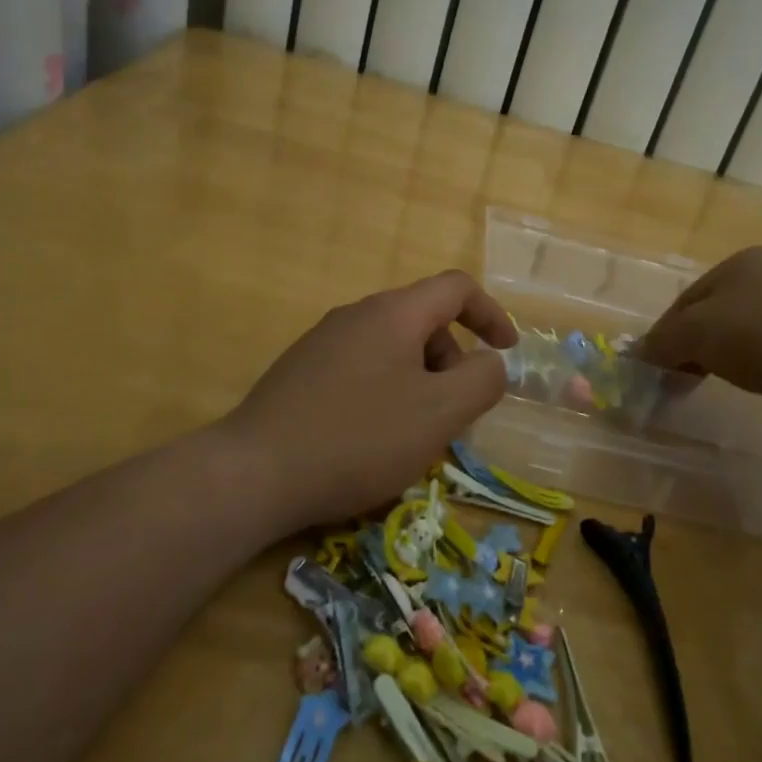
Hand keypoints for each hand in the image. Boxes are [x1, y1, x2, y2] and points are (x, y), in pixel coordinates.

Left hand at [224, 270, 516, 527]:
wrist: (255, 473)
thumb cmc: (359, 438)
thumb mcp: (439, 414)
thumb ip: (481, 381)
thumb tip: (490, 364)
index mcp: (393, 313)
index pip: (456, 288)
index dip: (491, 314)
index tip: (506, 353)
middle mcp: (356, 316)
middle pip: (423, 321)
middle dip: (452, 360)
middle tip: (453, 414)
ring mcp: (322, 343)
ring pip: (392, 349)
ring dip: (420, 381)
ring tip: (413, 434)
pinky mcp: (300, 373)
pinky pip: (361, 369)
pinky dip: (386, 393)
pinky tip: (371, 440)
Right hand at [636, 246, 761, 423]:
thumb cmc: (761, 335)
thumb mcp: (696, 334)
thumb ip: (662, 341)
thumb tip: (640, 354)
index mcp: (741, 262)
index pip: (686, 299)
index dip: (664, 334)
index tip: (655, 368)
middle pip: (715, 313)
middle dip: (693, 346)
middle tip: (680, 380)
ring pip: (746, 330)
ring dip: (724, 356)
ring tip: (716, 383)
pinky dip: (759, 363)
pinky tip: (760, 381)